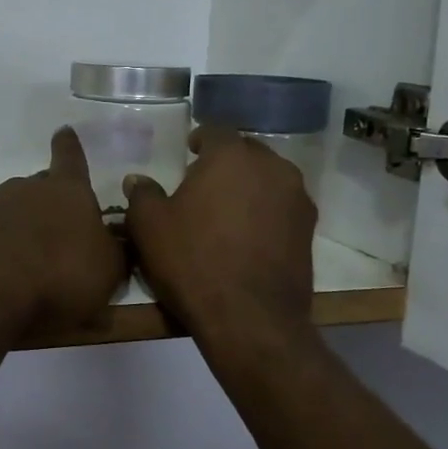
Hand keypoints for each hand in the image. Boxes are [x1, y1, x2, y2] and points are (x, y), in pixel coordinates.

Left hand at [0, 128, 127, 337]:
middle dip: (49, 204)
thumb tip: (114, 239)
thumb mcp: (107, 271)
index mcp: (66, 191)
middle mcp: (24, 189)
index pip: (71, 157)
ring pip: (10, 211)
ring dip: (20, 230)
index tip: (64, 131)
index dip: (70, 147)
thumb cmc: (58, 278)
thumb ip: (114, 250)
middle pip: (40, 188)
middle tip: (57, 233)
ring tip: (27, 265)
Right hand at [123, 126, 317, 349]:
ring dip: (249, 186)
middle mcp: (272, 167)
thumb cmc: (193, 261)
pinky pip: (282, 207)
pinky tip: (247, 234)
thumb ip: (142, 195)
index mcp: (231, 156)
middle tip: (204, 181)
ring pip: (269, 179)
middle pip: (247, 152)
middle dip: (227, 161)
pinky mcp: (309, 230)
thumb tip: (137, 180)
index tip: (189, 151)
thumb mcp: (150, 227)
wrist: (249, 318)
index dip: (200, 139)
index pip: (215, 130)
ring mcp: (297, 199)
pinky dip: (266, 211)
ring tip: (227, 209)